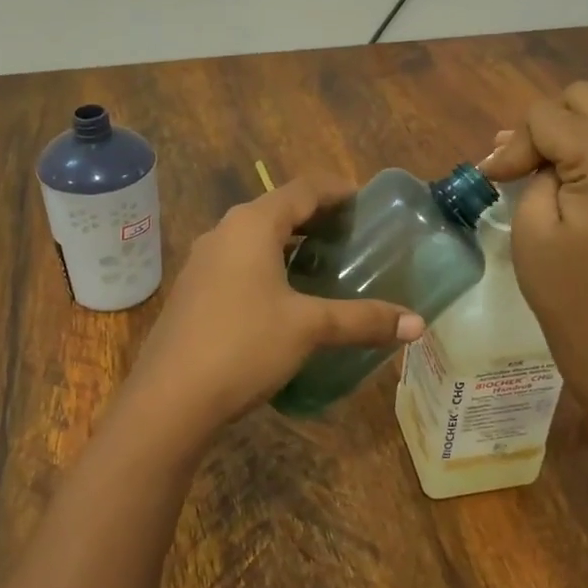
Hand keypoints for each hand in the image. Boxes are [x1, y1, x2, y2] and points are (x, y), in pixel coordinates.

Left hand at [122, 175, 424, 444]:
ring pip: (255, 238)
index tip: (366, 202)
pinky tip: (286, 297)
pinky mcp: (194, 291)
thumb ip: (363, 320)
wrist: (170, 398)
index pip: (303, 189)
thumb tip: (418, 325)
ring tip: (326, 264)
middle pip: (278, 210)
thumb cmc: (243, 345)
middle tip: (354, 236)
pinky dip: (269, 266)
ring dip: (290, 244)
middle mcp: (224, 232)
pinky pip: (239, 263)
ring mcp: (203, 262)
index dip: (337, 191)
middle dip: (316, 218)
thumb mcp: (309, 328)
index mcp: (252, 225)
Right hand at [480, 82, 587, 395]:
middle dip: (544, 128)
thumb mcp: (532, 222)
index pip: (550, 116)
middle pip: (584, 98)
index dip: (514, 143)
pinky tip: (566, 177)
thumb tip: (519, 144)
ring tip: (535, 171)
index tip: (495, 180)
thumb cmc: (564, 289)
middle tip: (520, 169)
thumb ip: (531, 166)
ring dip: (566, 134)